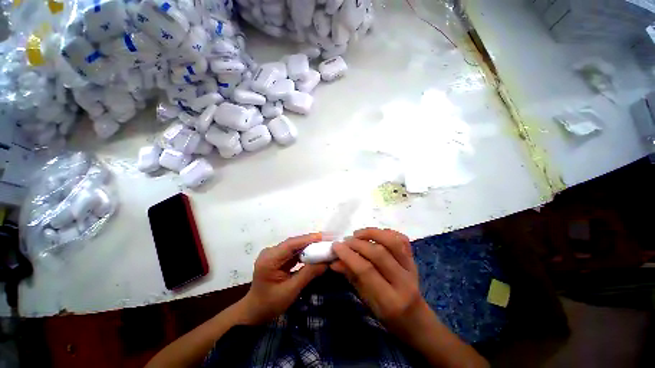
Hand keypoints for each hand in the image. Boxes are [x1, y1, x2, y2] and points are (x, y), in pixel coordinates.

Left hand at [240, 233, 327, 324]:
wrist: (254, 312)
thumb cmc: (270, 304)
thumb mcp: (291, 290)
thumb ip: (308, 274)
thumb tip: (326, 262)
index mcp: (269, 259)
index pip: (291, 244)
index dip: (308, 239)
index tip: (323, 237)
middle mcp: (270, 252)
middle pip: (293, 244)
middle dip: (310, 242)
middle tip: (327, 241)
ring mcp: (273, 254)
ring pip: (294, 247)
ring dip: (308, 247)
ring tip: (323, 245)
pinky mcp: (277, 258)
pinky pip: (293, 253)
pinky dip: (304, 253)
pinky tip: (314, 253)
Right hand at [330, 228, 425, 331]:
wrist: (416, 319)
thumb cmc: (388, 317)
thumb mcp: (366, 301)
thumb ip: (352, 278)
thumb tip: (335, 261)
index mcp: (389, 300)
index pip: (366, 270)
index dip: (348, 255)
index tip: (336, 246)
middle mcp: (403, 282)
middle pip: (379, 253)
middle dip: (358, 243)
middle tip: (345, 241)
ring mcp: (412, 268)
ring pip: (392, 242)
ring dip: (372, 233)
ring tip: (358, 234)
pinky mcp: (414, 259)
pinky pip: (403, 239)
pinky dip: (388, 232)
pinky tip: (375, 234)